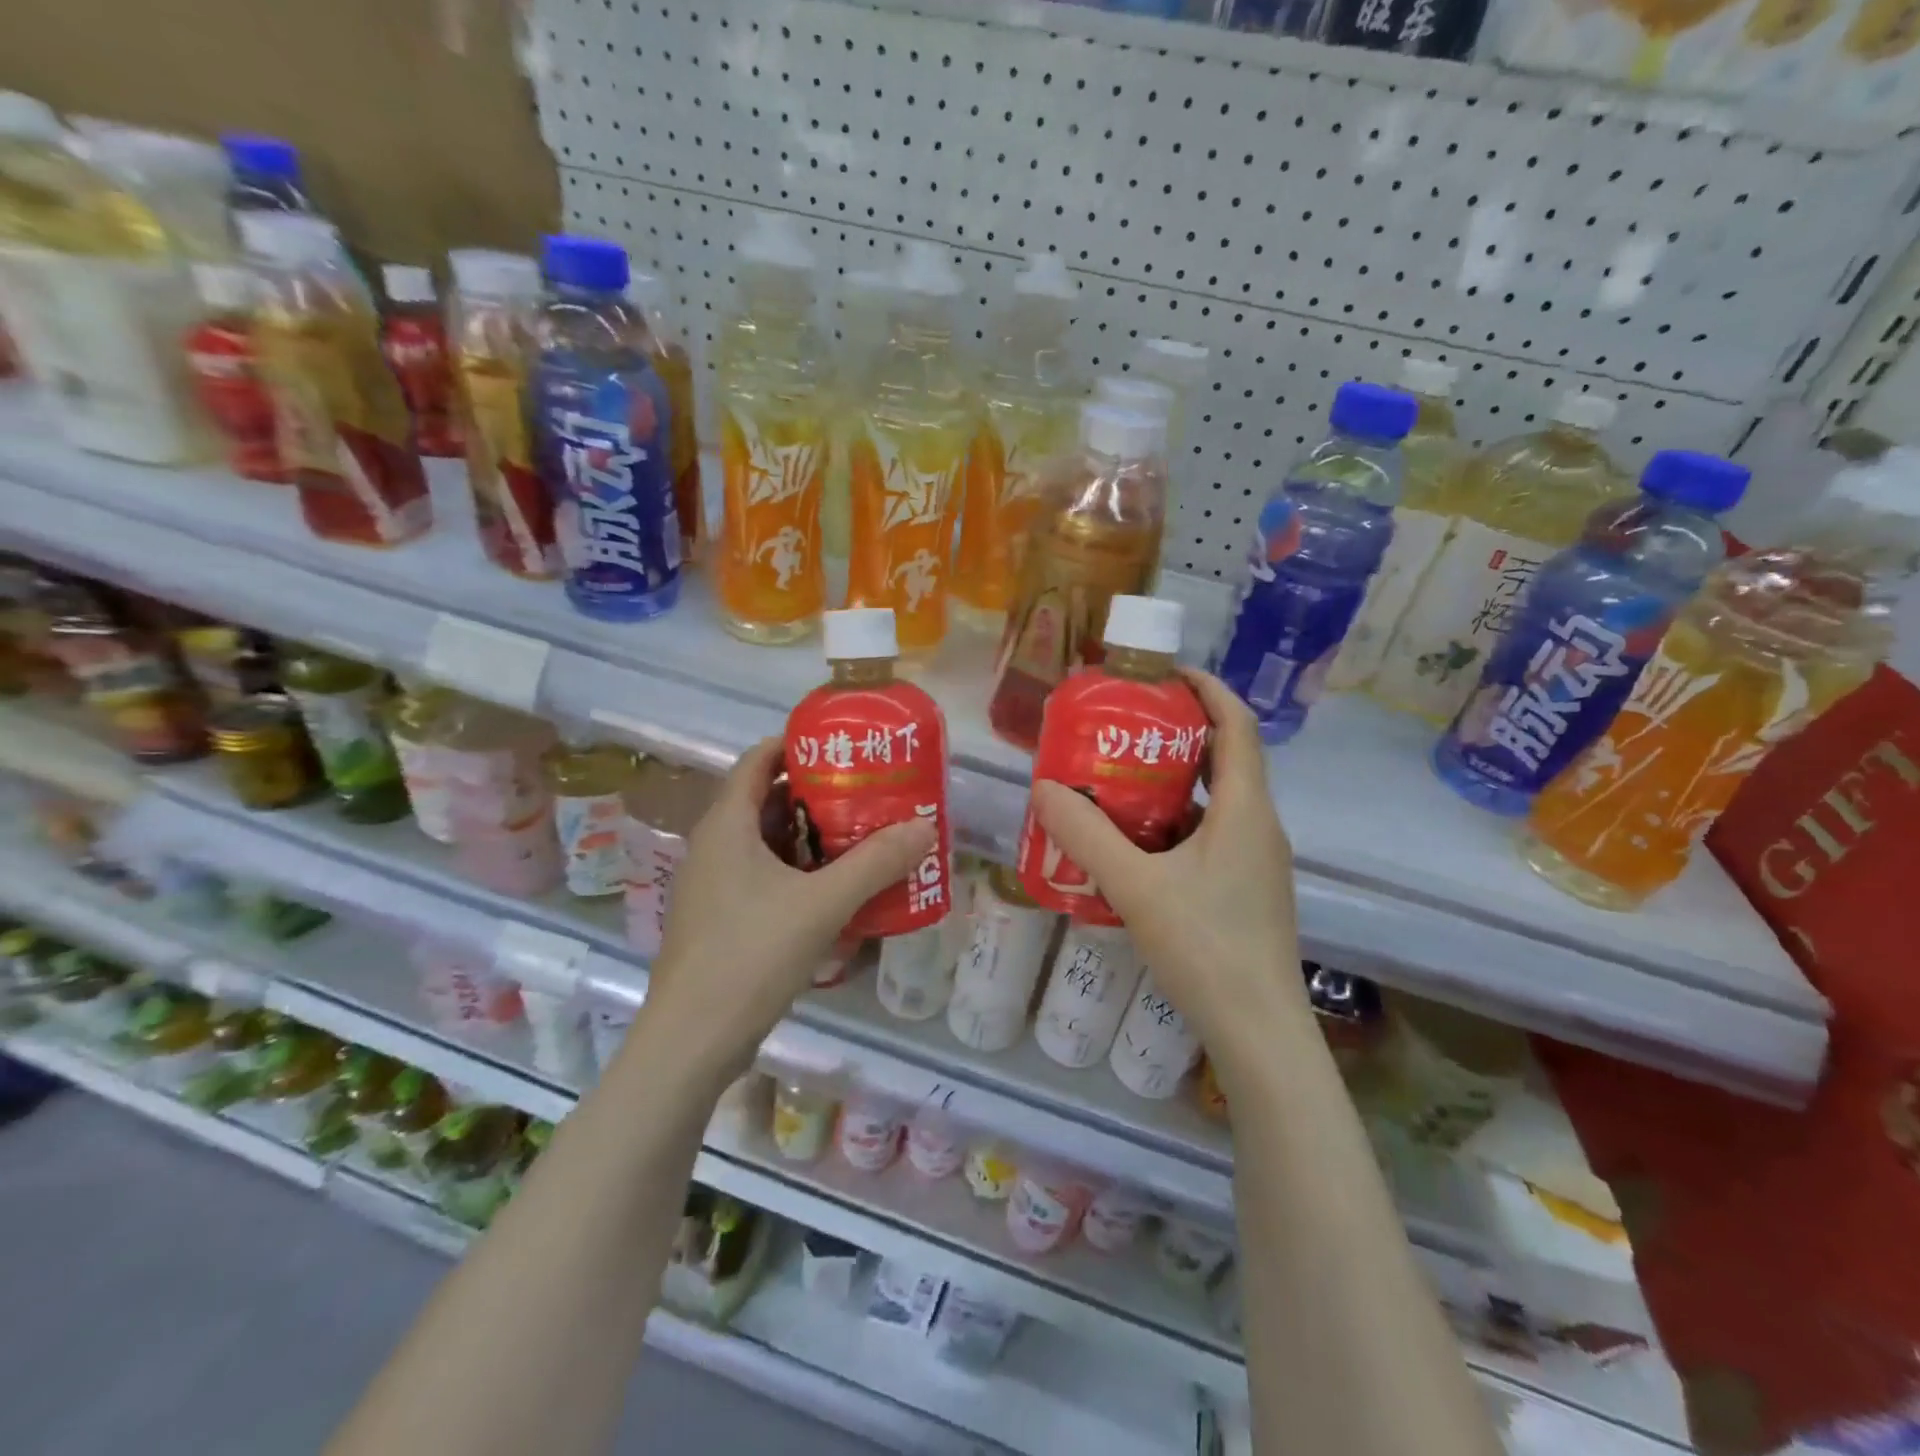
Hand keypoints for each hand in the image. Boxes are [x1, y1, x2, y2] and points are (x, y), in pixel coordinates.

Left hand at [642, 738, 936, 1074]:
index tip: (842, 745)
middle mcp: (714, 847)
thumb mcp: (822, 905)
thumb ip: (874, 863)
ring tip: (861, 834)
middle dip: (815, 792)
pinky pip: (764, 877)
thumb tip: (923, 826)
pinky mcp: (722, 919)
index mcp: (726, 826)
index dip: (795, 744)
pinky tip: (836, 889)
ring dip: (810, 835)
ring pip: (766, 842)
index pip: (757, 760)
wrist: (692, 1042)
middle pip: (765, 799)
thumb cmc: (750, 956)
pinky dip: (799, 871)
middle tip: (866, 791)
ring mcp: (714, 886)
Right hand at [1029, 669, 1307, 1067]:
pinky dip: (1175, 823)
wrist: (1259, 1031)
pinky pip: (1211, 835)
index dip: (1207, 689)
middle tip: (1123, 725)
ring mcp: (1255, 861)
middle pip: (1225, 758)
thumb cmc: (1206, 947)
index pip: (1237, 725)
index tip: (1163, 673)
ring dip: (1174, 781)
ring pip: (1216, 801)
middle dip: (1178, 733)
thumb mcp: (1136, 886)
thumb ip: (1086, 836)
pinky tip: (1134, 843)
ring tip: (1118, 778)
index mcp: (1245, 810)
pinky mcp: (1245, 889)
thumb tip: (1043, 788)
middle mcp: (1259, 826)